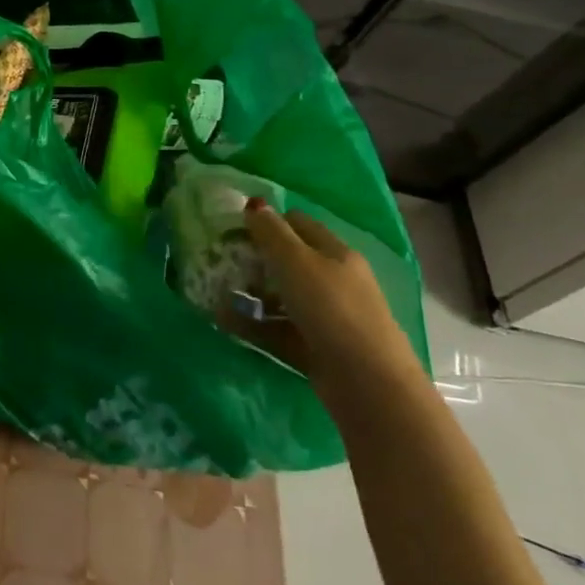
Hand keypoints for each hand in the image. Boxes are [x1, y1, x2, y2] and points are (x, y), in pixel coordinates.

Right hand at [239, 199, 419, 396]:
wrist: (366, 382)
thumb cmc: (331, 308)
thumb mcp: (296, 262)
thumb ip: (271, 232)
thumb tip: (253, 203)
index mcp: (335, 253)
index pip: (298, 224)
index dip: (267, 222)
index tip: (233, 228)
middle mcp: (333, 281)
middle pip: (289, 261)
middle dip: (255, 259)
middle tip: (221, 260)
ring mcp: (326, 316)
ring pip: (282, 297)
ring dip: (251, 294)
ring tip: (217, 293)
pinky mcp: (315, 347)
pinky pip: (278, 328)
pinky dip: (254, 324)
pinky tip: (226, 322)